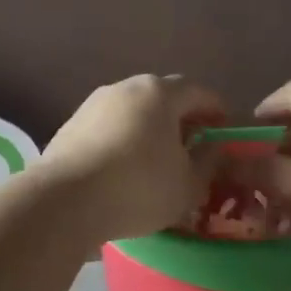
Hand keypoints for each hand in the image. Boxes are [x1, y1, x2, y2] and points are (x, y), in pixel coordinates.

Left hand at [39, 75, 224, 240]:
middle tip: (194, 146)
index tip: (225, 132)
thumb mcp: (188, 184)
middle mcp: (125, 88)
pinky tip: (125, 169)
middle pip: (163, 98)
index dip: (218, 111)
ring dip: (150, 130)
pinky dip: (123, 142)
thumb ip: (208, 162)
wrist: (65, 201)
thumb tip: (213, 147)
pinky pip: (109, 129)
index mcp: (160, 93)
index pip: (200, 92)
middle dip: (182, 119)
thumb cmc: (139, 187)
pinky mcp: (70, 127)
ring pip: (133, 112)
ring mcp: (93, 105)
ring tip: (159, 161)